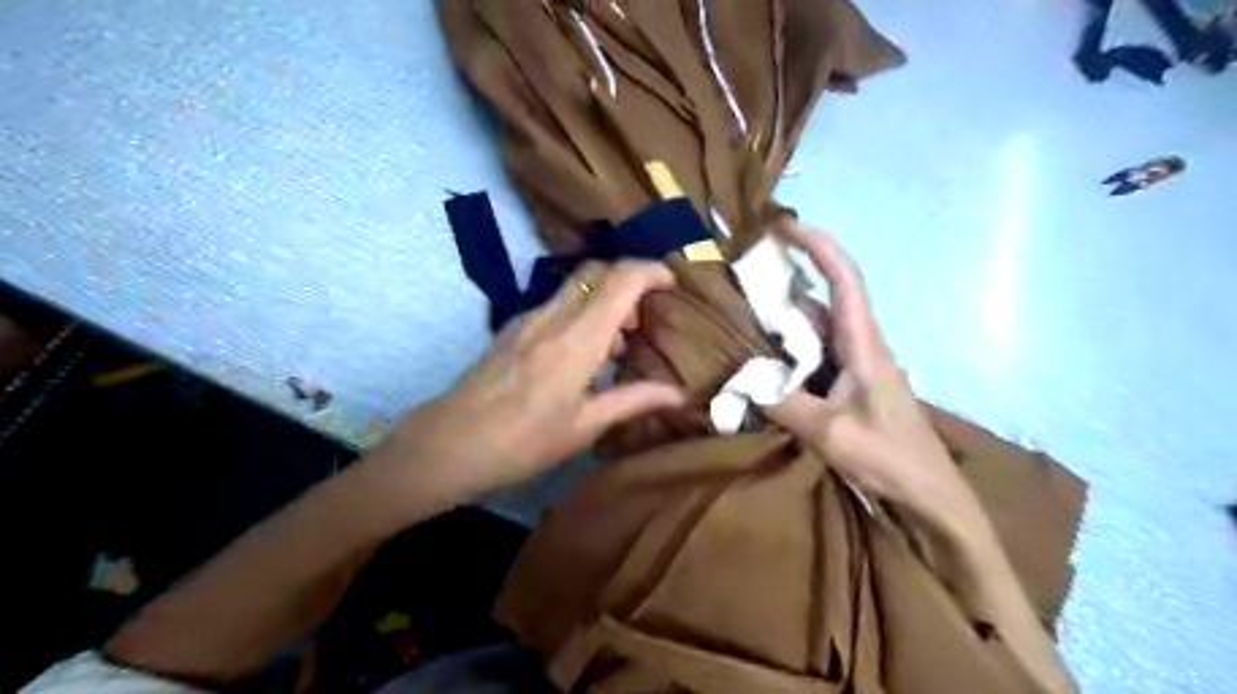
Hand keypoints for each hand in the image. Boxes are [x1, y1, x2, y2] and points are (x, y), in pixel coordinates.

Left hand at [376, 259, 686, 497]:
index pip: (620, 279)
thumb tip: (678, 395)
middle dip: (628, 282)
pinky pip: (556, 306)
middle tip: (642, 320)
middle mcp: (553, 317)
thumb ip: (633, 400)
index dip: (651, 271)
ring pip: (575, 287)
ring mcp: (527, 319)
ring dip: (602, 303)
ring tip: (613, 350)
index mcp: (577, 340)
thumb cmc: (522, 443)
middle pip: (597, 270)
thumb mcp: (584, 426)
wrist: (448, 444)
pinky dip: (579, 316)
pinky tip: (578, 359)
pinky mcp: (511, 328)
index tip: (670, 285)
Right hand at [771, 225, 980, 527]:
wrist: (929, 495)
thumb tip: (740, 382)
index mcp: (864, 345)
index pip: (845, 280)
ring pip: (816, 332)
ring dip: (784, 322)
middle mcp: (860, 347)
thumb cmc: (889, 457)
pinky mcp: (849, 388)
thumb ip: (783, 404)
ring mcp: (855, 368)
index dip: (819, 247)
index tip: (786, 228)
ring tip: (742, 318)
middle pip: (823, 302)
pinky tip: (762, 363)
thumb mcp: (830, 433)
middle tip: (743, 280)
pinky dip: (788, 353)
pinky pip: (814, 359)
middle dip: (787, 284)